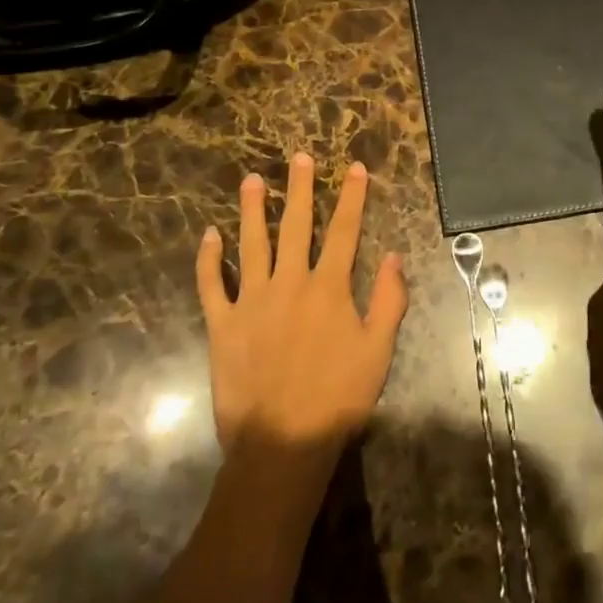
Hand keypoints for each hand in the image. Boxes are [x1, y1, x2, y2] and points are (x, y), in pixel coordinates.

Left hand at [195, 154, 407, 471]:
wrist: (282, 444)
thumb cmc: (338, 398)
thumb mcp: (379, 351)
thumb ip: (389, 300)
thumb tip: (394, 256)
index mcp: (329, 288)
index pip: (344, 231)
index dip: (352, 197)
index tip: (355, 168)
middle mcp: (290, 283)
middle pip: (296, 226)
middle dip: (299, 189)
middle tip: (298, 158)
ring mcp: (252, 302)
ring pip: (251, 245)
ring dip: (251, 210)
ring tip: (251, 180)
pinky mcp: (222, 326)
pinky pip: (212, 285)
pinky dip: (209, 260)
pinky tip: (208, 236)